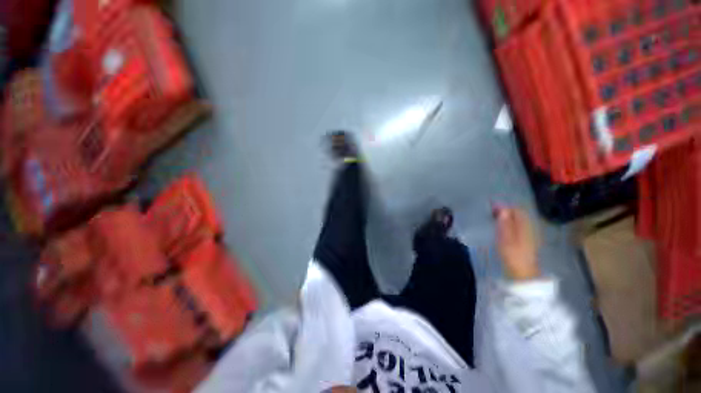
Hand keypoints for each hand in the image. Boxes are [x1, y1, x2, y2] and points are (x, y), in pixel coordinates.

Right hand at [493, 206, 539, 280]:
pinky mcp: (528, 241)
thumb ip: (505, 223)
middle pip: (519, 214)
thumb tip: (503, 209)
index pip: (516, 210)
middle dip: (506, 211)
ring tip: (496, 218)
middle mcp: (530, 227)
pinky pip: (519, 226)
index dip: (504, 207)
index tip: (491, 207)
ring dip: (508, 217)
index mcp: (525, 226)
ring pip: (519, 220)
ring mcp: (530, 234)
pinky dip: (511, 223)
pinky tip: (504, 228)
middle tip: (492, 212)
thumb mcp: (505, 238)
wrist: (523, 273)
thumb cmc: (512, 255)